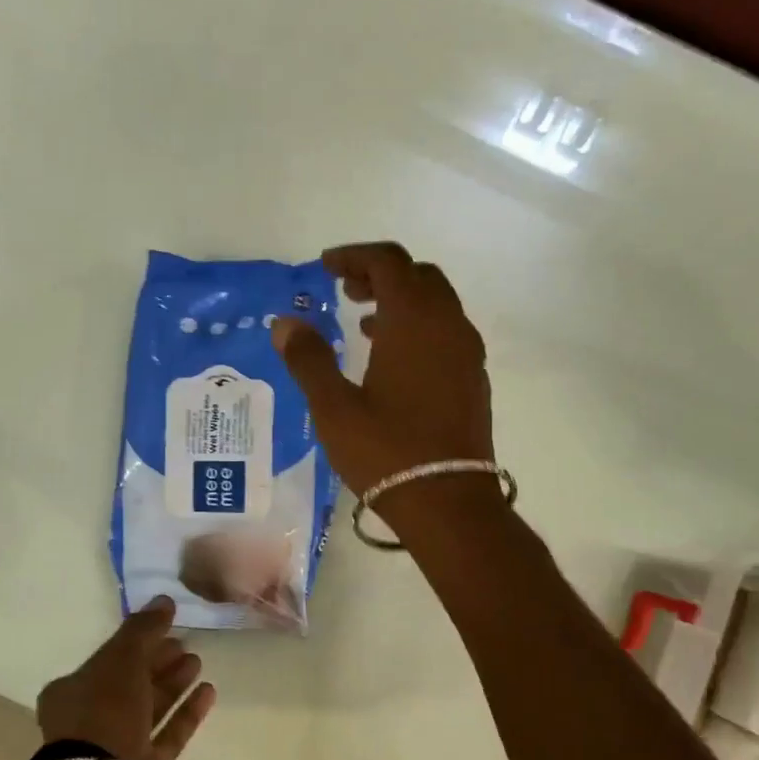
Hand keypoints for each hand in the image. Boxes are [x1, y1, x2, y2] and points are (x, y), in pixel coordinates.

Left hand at [36, 597, 215, 759]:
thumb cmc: (103, 711)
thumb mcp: (121, 658)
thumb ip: (144, 628)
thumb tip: (165, 599)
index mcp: (71, 693)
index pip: (107, 660)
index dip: (136, 642)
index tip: (166, 627)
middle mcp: (91, 721)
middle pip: (130, 684)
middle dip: (158, 662)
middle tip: (186, 643)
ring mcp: (119, 748)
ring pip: (150, 708)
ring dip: (174, 684)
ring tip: (198, 662)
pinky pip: (169, 734)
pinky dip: (187, 712)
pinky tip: (207, 691)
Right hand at [271, 242, 498, 530]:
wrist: (449, 502)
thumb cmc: (387, 451)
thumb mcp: (334, 407)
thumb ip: (308, 359)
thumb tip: (284, 323)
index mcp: (413, 321)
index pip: (388, 262)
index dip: (354, 256)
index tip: (325, 267)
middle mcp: (448, 325)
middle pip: (418, 276)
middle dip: (379, 274)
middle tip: (344, 291)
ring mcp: (467, 353)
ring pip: (437, 303)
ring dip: (401, 301)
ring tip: (361, 323)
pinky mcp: (474, 379)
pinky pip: (447, 332)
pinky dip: (419, 327)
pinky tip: (393, 360)